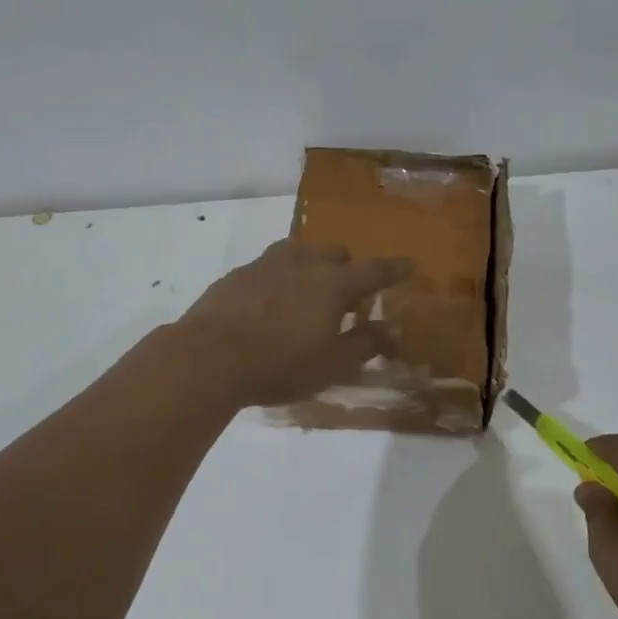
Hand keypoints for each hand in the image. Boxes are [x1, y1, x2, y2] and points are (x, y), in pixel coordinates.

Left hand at [175, 239, 412, 407]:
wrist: (208, 358)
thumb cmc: (280, 364)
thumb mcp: (331, 365)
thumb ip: (364, 345)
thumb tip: (391, 331)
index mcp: (333, 283)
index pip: (373, 270)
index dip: (394, 269)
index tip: (409, 265)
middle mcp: (302, 263)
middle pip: (335, 254)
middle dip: (347, 270)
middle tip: (347, 300)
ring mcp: (266, 264)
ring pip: (299, 253)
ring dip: (312, 268)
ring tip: (309, 296)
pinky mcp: (237, 275)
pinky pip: (270, 267)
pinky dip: (281, 279)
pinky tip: (272, 304)